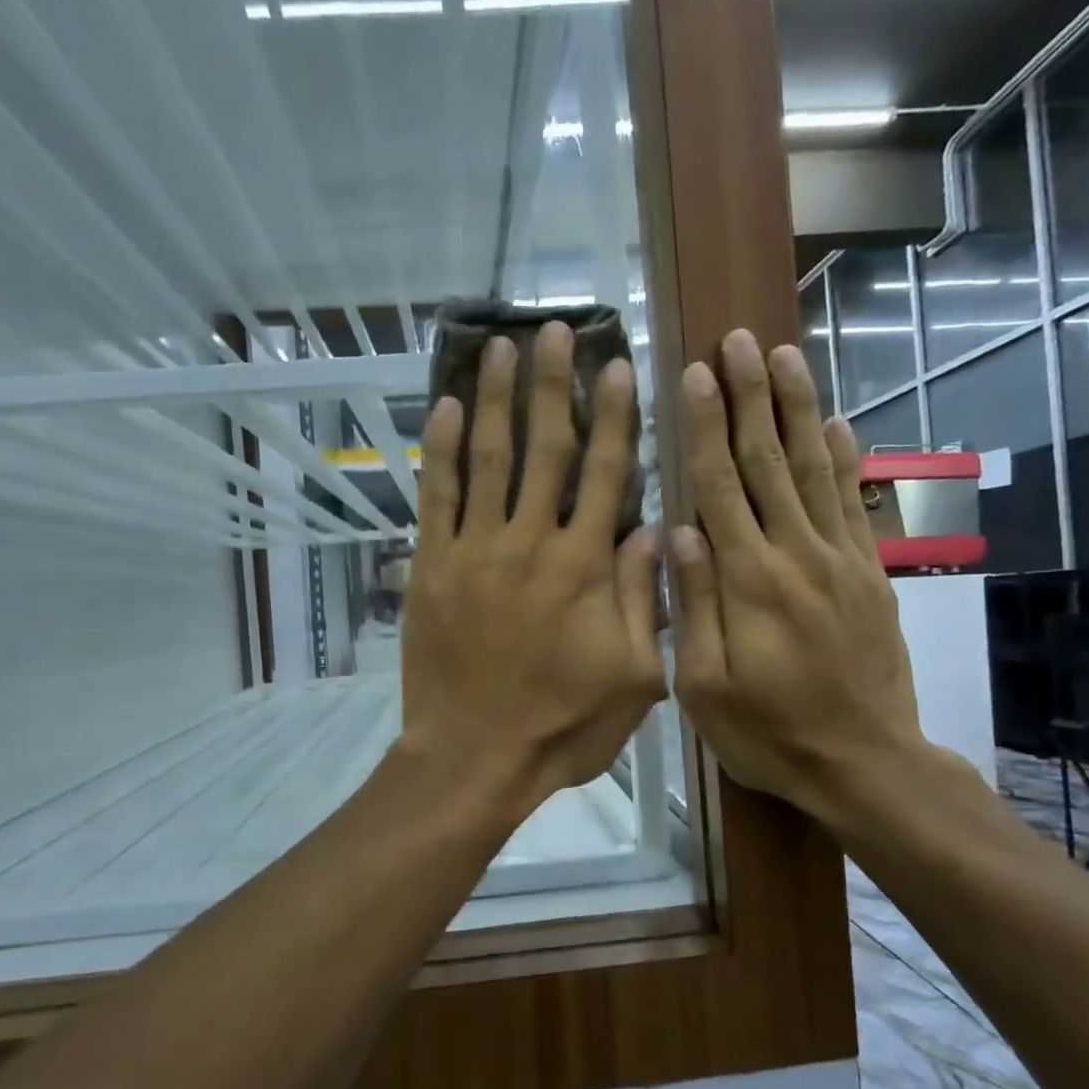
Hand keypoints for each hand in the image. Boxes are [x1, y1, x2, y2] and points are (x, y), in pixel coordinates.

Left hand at [400, 323, 666, 810]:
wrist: (474, 756)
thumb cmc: (562, 724)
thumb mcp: (634, 676)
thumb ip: (645, 597)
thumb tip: (656, 527)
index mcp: (584, 566)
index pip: (607, 472)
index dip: (615, 415)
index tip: (618, 366)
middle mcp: (529, 542)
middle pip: (545, 447)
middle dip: (552, 384)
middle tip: (555, 331)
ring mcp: (474, 549)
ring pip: (486, 457)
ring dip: (494, 398)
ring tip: (499, 348)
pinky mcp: (432, 565)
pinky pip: (436, 496)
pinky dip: (439, 450)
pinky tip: (442, 408)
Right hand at [670, 331, 931, 827]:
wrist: (865, 764)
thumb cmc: (768, 732)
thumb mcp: (703, 686)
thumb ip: (693, 604)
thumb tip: (679, 529)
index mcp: (748, 580)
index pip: (720, 486)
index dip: (707, 426)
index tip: (696, 374)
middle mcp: (796, 554)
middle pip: (768, 461)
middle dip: (751, 396)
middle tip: (738, 340)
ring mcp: (840, 560)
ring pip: (814, 470)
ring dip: (797, 409)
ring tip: (783, 356)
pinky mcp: (870, 574)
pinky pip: (854, 505)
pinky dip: (845, 459)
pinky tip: (836, 422)